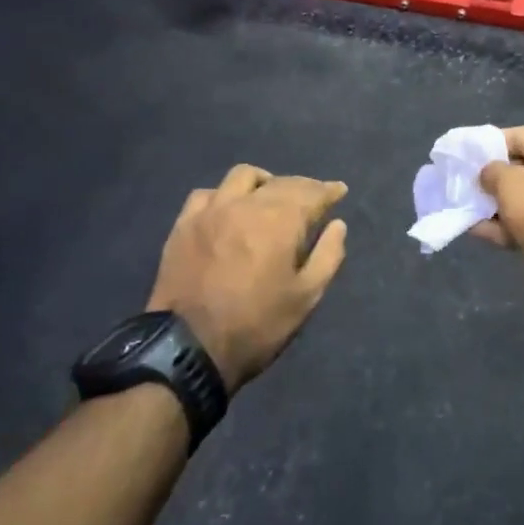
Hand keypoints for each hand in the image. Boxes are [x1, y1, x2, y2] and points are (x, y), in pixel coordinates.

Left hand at [148, 165, 348, 392]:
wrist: (189, 348)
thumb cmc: (257, 326)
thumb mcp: (306, 298)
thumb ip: (328, 256)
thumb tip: (337, 225)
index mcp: (280, 221)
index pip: (311, 193)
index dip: (328, 190)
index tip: (339, 190)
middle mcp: (246, 204)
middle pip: (280, 183)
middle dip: (301, 187)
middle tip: (312, 198)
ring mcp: (211, 211)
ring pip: (242, 177)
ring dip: (264, 182)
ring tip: (270, 195)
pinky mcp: (184, 224)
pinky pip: (207, 194)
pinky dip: (225, 195)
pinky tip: (228, 208)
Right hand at [474, 127, 523, 317]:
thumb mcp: (510, 183)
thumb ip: (491, 171)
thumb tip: (487, 174)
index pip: (520, 136)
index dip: (489, 142)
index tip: (462, 152)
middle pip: (520, 168)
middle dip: (489, 175)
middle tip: (458, 180)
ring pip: (520, 199)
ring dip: (491, 202)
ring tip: (459, 204)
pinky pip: (523, 224)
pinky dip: (500, 225)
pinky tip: (472, 228)